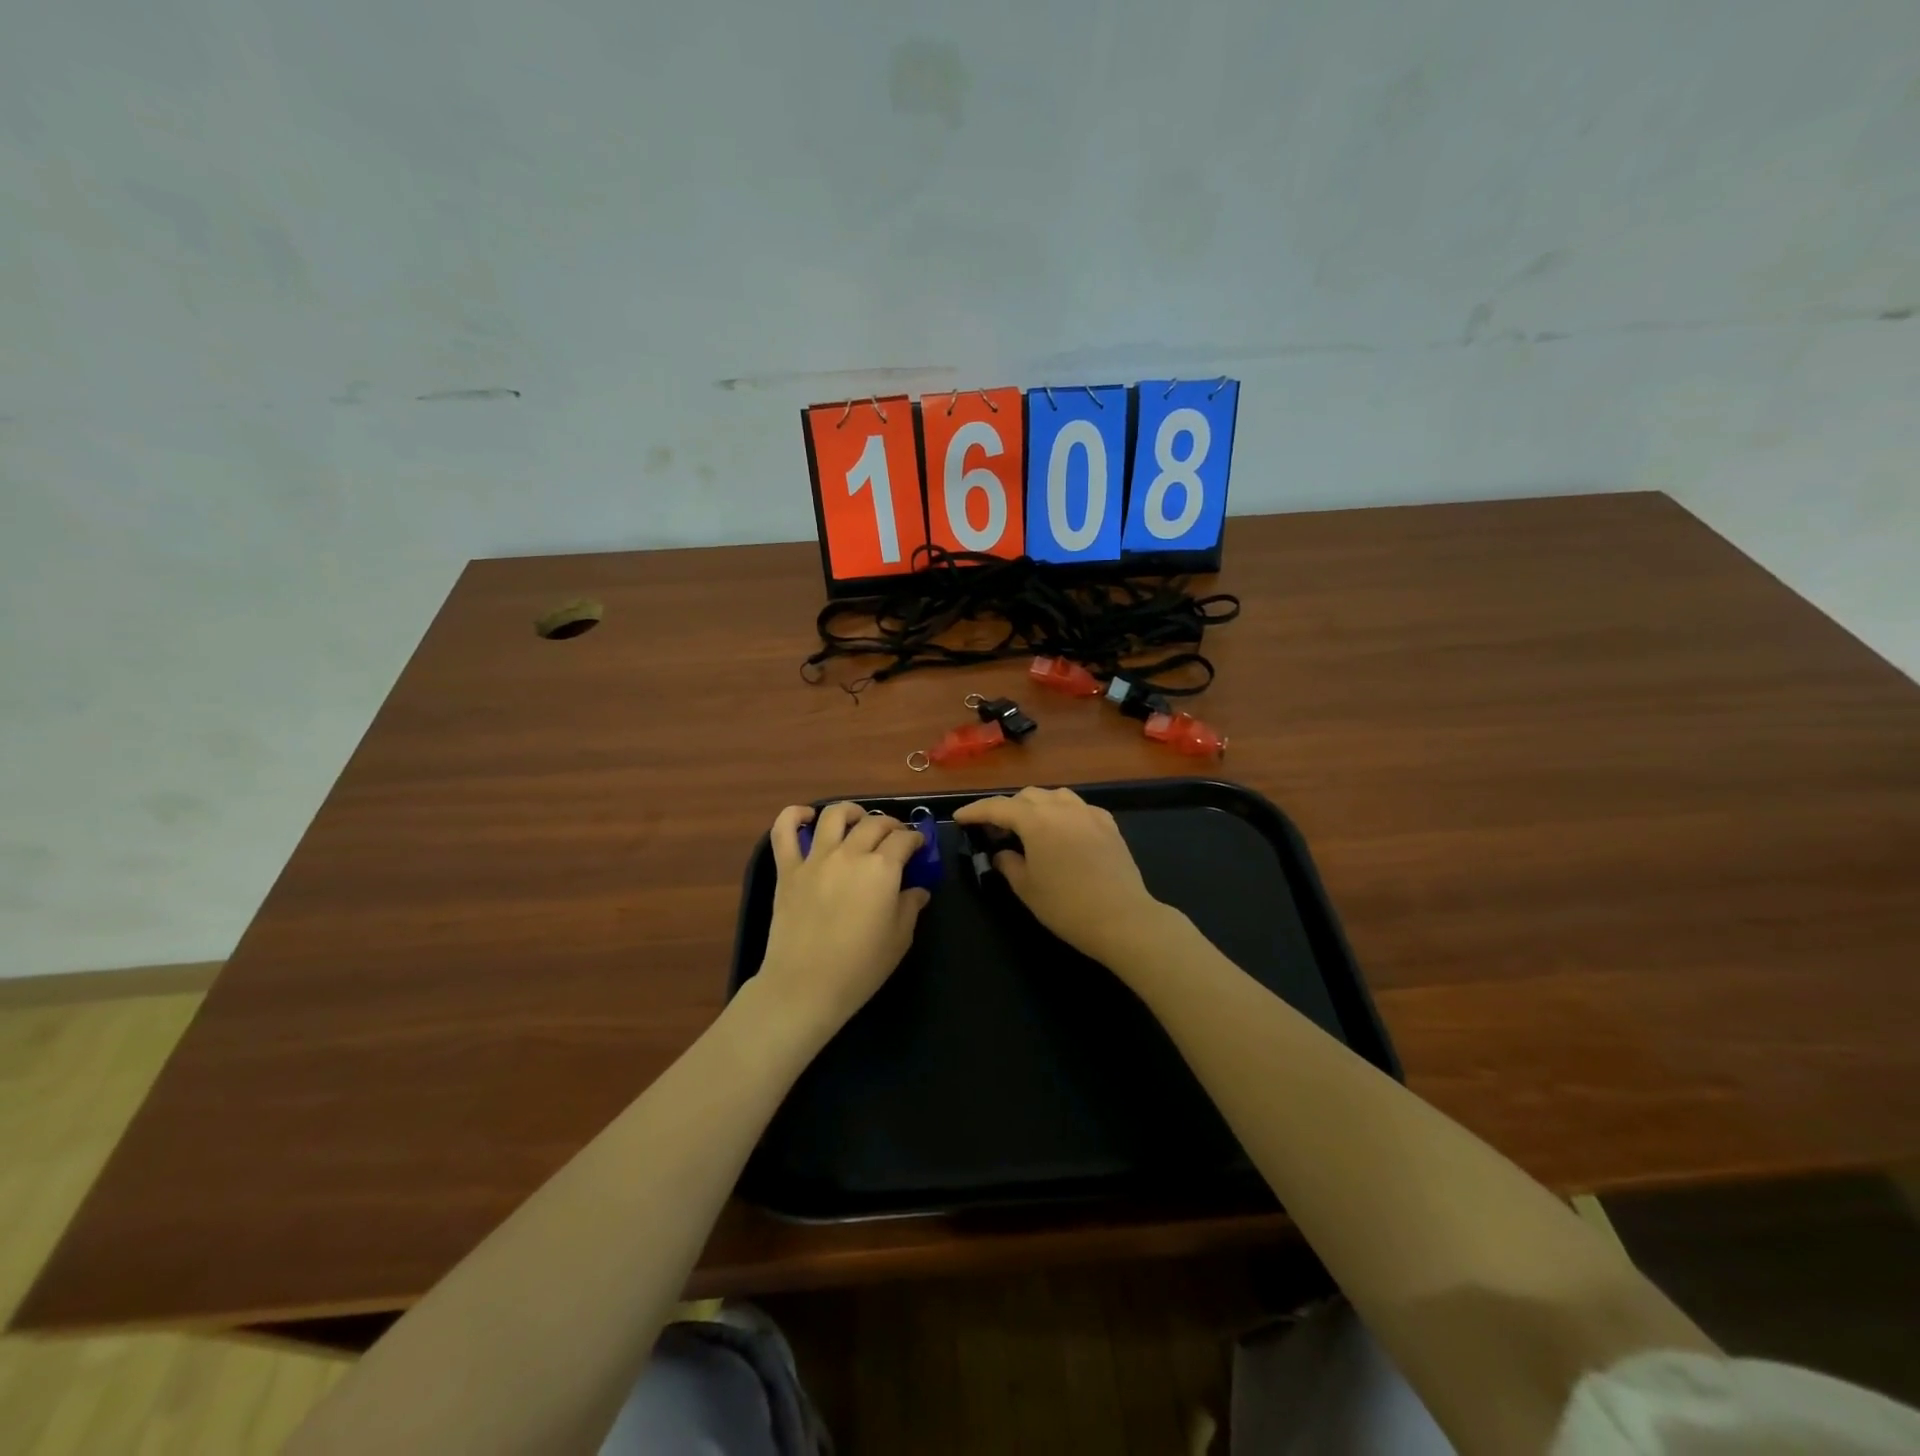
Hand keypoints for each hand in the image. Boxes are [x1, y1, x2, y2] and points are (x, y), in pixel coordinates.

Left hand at [754, 802, 931, 1039]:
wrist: (805, 986)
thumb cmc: (860, 967)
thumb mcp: (899, 939)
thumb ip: (910, 906)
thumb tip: (917, 890)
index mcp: (882, 869)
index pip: (904, 840)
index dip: (916, 839)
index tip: (919, 846)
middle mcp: (850, 854)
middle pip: (874, 823)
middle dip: (890, 825)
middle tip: (895, 837)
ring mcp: (816, 859)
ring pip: (834, 815)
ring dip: (851, 811)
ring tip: (858, 819)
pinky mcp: (788, 869)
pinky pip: (784, 832)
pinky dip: (794, 816)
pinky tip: (807, 816)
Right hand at [953, 786, 1170, 967]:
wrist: (1122, 919)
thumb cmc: (1067, 906)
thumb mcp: (1027, 888)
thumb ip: (1008, 864)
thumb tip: (1002, 853)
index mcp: (1036, 821)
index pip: (998, 807)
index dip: (976, 811)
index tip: (960, 817)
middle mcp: (1062, 808)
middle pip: (1027, 797)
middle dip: (1007, 808)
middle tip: (994, 829)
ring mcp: (1089, 813)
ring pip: (1055, 796)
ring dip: (1036, 806)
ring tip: (1028, 826)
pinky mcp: (1109, 825)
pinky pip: (1079, 808)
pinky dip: (1063, 813)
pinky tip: (1062, 830)